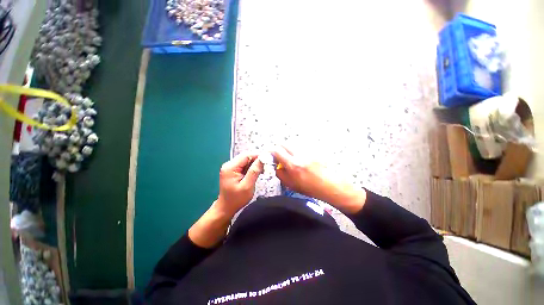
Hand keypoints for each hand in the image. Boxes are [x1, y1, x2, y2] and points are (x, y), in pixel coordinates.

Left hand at [215, 153, 263, 216]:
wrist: (226, 208)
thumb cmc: (236, 199)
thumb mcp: (247, 186)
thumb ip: (254, 171)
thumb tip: (262, 159)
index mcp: (230, 167)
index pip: (246, 155)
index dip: (257, 156)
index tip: (268, 159)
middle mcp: (229, 164)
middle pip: (246, 157)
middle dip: (257, 160)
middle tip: (267, 165)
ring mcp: (231, 167)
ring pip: (246, 161)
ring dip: (255, 164)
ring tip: (264, 169)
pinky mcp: (234, 171)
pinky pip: (245, 166)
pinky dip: (252, 168)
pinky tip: (258, 172)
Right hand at [272, 146, 365, 213]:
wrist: (330, 185)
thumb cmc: (310, 188)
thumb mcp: (291, 185)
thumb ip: (280, 174)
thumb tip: (276, 166)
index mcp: (293, 164)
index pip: (277, 151)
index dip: (271, 151)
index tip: (271, 155)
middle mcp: (299, 155)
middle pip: (284, 143)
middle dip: (279, 148)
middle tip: (279, 155)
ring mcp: (307, 151)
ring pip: (293, 144)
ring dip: (288, 149)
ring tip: (291, 158)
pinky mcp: (313, 151)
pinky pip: (301, 147)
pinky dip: (297, 151)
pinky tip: (301, 159)